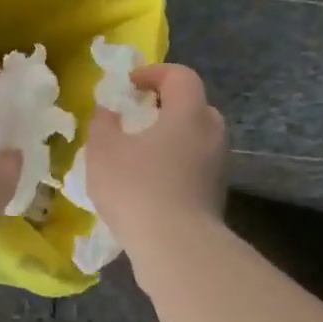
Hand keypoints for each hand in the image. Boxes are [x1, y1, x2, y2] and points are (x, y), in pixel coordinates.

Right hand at [84, 63, 226, 265]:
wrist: (176, 248)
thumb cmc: (137, 188)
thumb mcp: (103, 151)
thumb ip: (103, 124)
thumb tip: (108, 112)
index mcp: (188, 113)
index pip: (181, 76)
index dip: (154, 73)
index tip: (129, 85)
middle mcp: (211, 133)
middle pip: (193, 106)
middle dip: (165, 107)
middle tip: (137, 117)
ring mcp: (218, 166)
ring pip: (196, 139)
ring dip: (171, 139)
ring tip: (140, 154)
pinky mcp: (216, 195)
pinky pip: (195, 166)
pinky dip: (176, 165)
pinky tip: (150, 185)